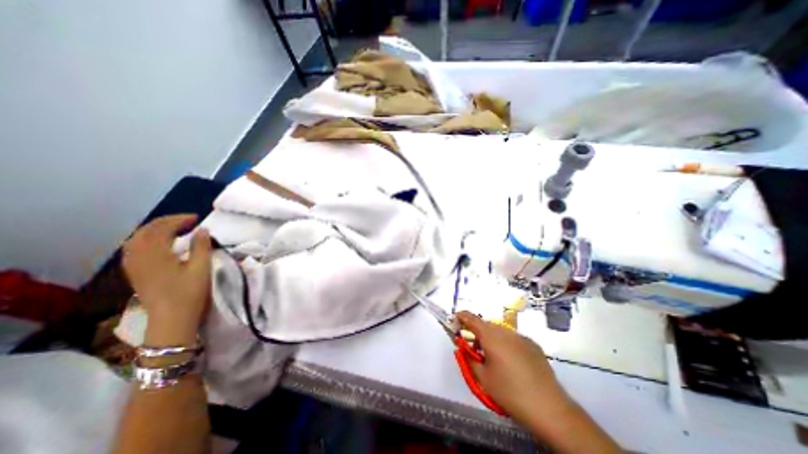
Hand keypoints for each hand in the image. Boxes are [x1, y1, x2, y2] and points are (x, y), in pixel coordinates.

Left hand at [122, 215, 210, 344]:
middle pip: (145, 231)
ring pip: (136, 239)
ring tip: (172, 228)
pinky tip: (157, 243)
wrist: (171, 319)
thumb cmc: (189, 292)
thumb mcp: (201, 268)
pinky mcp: (135, 273)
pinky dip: (145, 240)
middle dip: (165, 222)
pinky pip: (133, 249)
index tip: (196, 218)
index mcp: (156, 254)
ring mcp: (134, 266)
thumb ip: (201, 246)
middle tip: (186, 220)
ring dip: (153, 229)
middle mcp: (139, 257)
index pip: (162, 228)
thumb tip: (202, 229)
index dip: (179, 220)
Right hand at [453, 313, 572, 428]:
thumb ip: (469, 359)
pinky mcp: (533, 345)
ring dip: (491, 337)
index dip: (462, 316)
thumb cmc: (510, 392)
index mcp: (491, 337)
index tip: (455, 317)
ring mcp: (521, 337)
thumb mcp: (483, 378)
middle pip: (486, 325)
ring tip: (491, 356)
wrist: (549, 408)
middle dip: (477, 331)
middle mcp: (506, 332)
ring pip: (500, 331)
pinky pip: (513, 338)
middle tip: (472, 346)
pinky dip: (505, 343)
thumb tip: (463, 348)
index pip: (472, 319)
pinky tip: (510, 361)